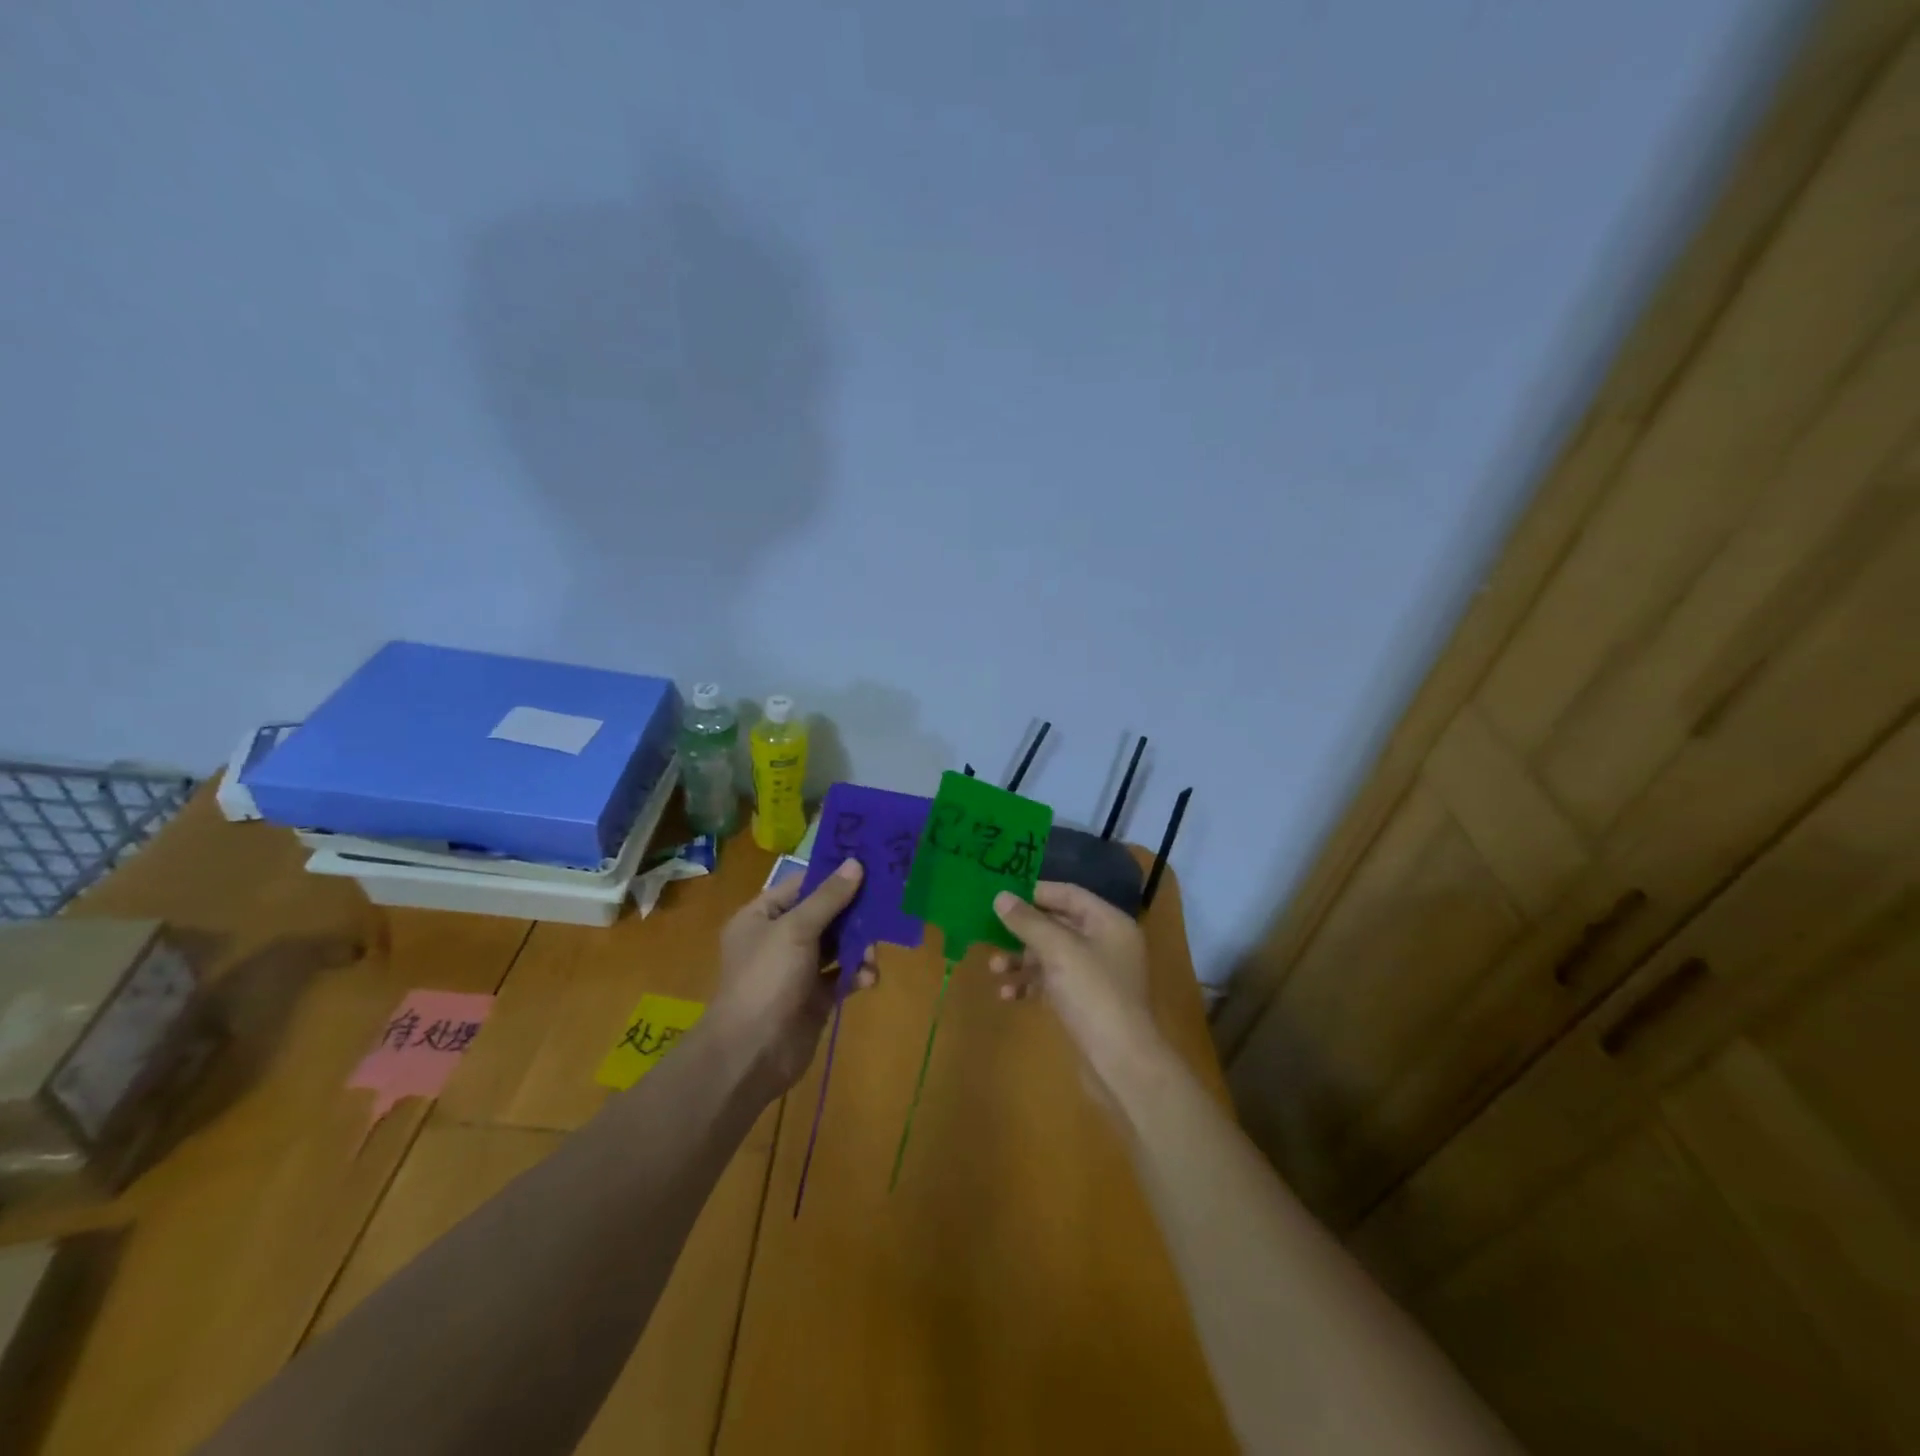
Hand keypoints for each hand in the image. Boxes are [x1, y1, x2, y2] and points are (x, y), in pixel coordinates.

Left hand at [709, 860, 877, 1093]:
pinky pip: (842, 976)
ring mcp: (797, 969)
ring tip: (872, 953)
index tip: (870, 866)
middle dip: (854, 914)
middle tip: (884, 907)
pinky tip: (868, 978)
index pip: (802, 885)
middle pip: (824, 914)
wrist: (751, 1054)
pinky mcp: (815, 997)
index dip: (833, 876)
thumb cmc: (766, 979)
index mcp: (761, 916)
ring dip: (859, 946)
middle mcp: (779, 938)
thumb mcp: (796, 930)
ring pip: (837, 945)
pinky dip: (857, 974)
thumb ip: (828, 898)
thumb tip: (855, 863)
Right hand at [990, 882, 1158, 1086]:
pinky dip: (1030, 984)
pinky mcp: (1084, 1001)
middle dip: (1022, 931)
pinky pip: (1052, 982)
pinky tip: (1007, 995)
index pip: (1068, 894)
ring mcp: (1095, 974)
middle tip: (990, 933)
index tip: (1001, 896)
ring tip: (994, 969)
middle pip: (1057, 924)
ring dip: (1021, 960)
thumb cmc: (1093, 994)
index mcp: (1109, 922)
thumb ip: (1028, 922)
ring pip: (1051, 955)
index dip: (1034, 893)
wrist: (1120, 1063)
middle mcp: (1105, 943)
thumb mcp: (1058, 951)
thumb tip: (1000, 896)